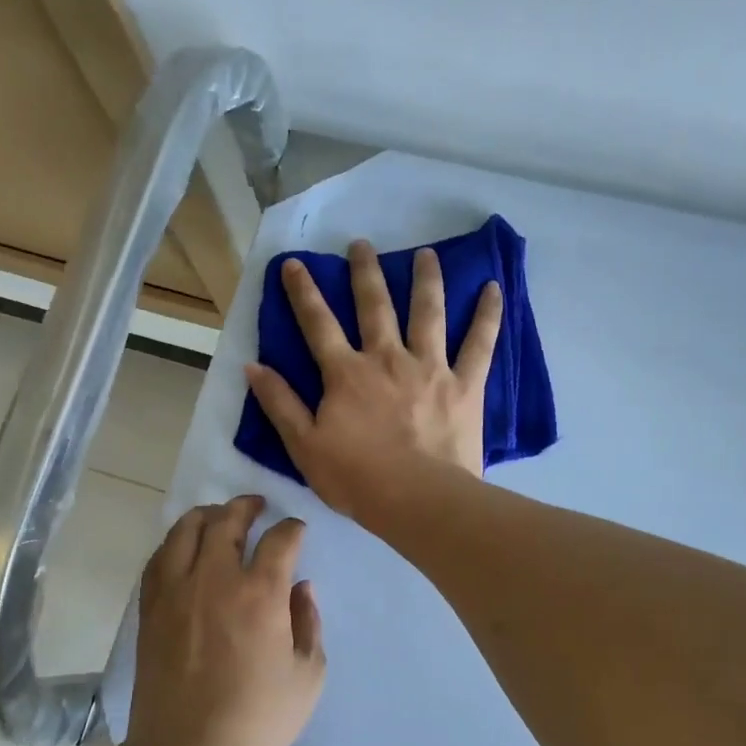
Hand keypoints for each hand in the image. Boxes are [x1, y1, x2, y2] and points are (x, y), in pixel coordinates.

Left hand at [124, 495, 324, 745]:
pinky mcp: (151, 609)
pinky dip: (175, 543)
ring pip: (185, 530)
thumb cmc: (258, 720)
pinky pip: (159, 559)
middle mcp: (215, 579)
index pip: (279, 539)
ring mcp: (176, 592)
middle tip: (257, 506)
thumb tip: (301, 588)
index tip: (297, 531)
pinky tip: (184, 548)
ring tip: (218, 516)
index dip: (292, 528)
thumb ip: (308, 622)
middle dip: (246, 506)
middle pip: (227, 521)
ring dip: (206, 515)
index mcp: (260, 593)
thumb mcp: (307, 675)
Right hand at [245, 240, 501, 523]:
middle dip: (365, 272)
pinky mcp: (465, 384)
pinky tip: (493, 288)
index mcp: (346, 374)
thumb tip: (252, 366)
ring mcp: (430, 367)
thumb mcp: (304, 447)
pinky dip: (488, 315)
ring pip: (427, 313)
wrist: (417, 501)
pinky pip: (479, 343)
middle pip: (374, 306)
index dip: (303, 292)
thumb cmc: (357, 479)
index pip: (318, 324)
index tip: (294, 263)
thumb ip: (280, 404)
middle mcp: (387, 359)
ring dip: (425, 279)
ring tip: (426, 253)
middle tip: (362, 244)